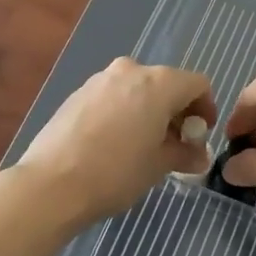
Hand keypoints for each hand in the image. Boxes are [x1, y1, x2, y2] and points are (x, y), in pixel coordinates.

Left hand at [13, 58, 213, 226]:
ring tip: (143, 145)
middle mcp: (131, 70)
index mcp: (159, 83)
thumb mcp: (158, 166)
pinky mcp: (78, 93)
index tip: (200, 136)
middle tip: (175, 144)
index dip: (205, 108)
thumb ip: (184, 153)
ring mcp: (101, 79)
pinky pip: (113, 96)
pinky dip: (124, 112)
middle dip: (176, 111)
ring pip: (138, 89)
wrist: (50, 184)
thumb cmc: (116, 172)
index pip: (197, 84)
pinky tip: (114, 143)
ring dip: (149, 111)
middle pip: (167, 83)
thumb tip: (199, 155)